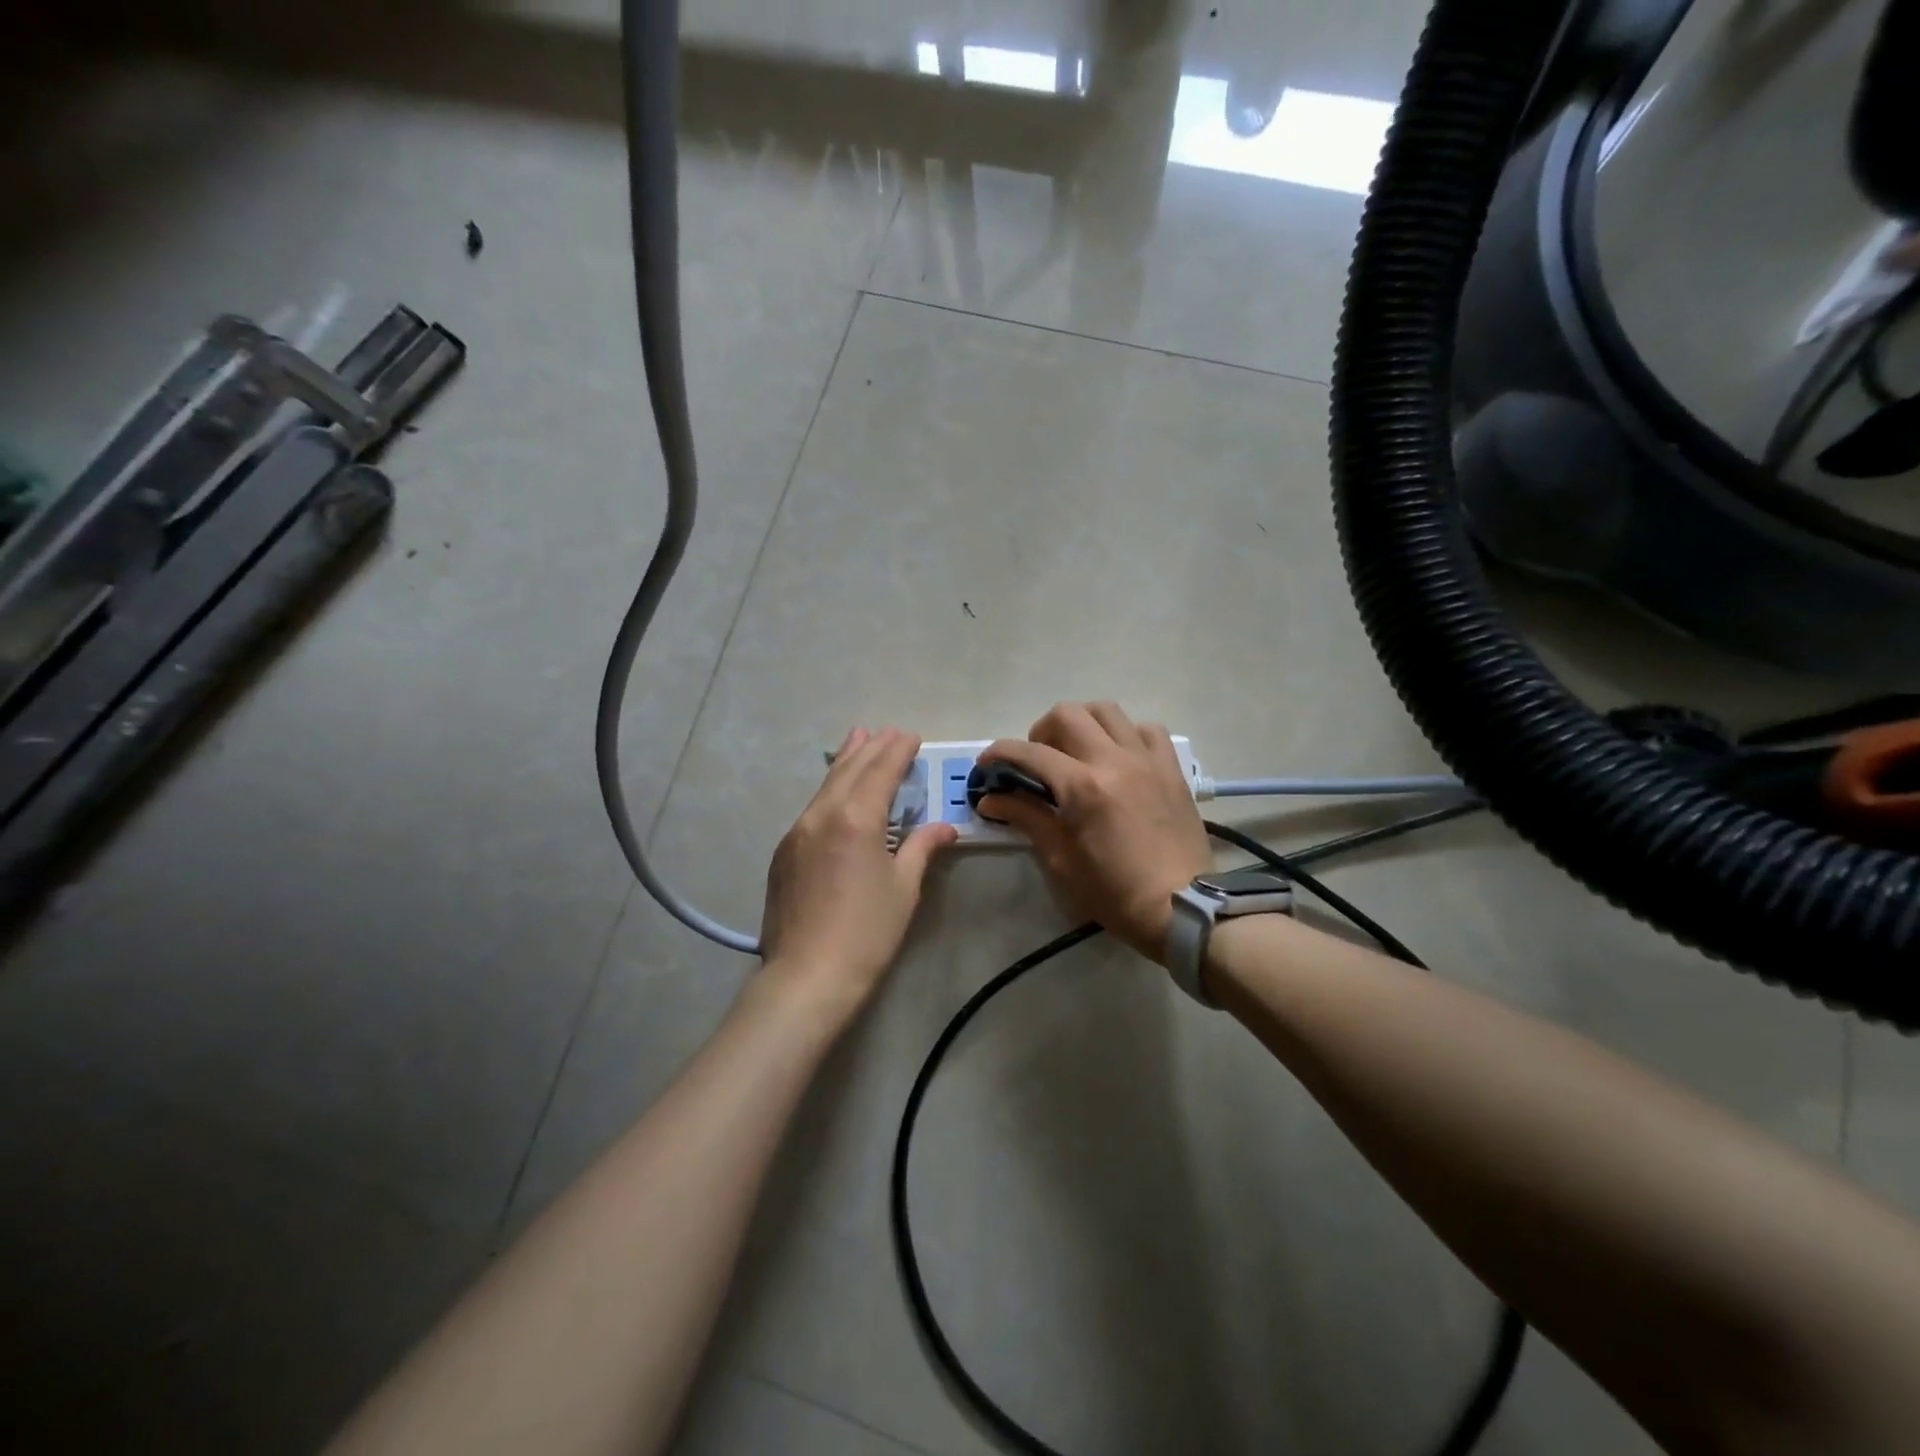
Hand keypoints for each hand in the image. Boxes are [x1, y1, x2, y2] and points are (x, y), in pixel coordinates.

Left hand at [759, 727, 957, 1020]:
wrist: (807, 976)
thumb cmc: (867, 932)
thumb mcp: (904, 888)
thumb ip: (923, 848)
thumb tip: (946, 827)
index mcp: (856, 818)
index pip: (880, 771)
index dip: (898, 751)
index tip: (911, 736)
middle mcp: (822, 814)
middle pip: (849, 770)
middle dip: (871, 748)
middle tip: (889, 731)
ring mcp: (797, 832)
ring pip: (825, 785)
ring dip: (846, 761)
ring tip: (858, 739)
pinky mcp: (784, 852)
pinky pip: (812, 807)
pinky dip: (830, 789)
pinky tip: (836, 792)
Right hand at [978, 703, 1211, 962]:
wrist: (1183, 908)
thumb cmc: (1115, 892)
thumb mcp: (1061, 860)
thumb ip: (1026, 818)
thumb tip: (991, 799)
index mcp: (1083, 787)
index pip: (1029, 752)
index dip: (999, 754)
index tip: (987, 765)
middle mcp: (1114, 760)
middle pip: (1067, 714)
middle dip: (1041, 731)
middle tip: (1037, 760)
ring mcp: (1147, 759)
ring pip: (1107, 711)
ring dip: (1082, 723)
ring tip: (1076, 752)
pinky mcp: (1171, 768)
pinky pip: (1146, 730)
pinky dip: (1125, 734)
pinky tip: (1118, 757)